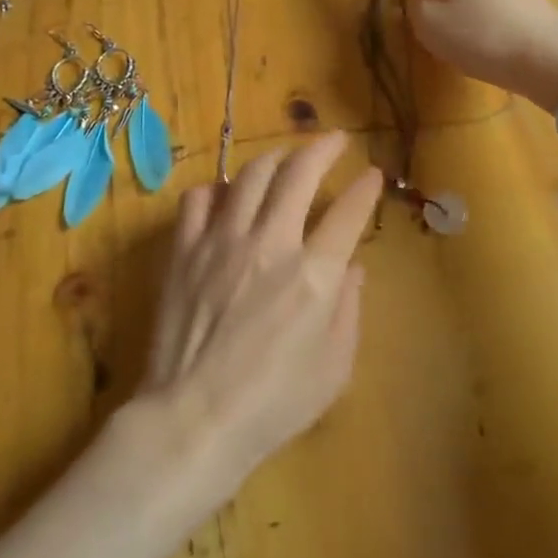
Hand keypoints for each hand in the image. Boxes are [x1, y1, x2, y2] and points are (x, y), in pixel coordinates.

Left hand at [137, 132, 382, 514]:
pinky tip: (223, 196)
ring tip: (284, 156)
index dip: (365, 189)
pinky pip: (197, 200)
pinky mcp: (185, 249)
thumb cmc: (272, 405)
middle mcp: (271, 243)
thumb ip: (348, 311)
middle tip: (334, 139)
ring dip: (273, 158)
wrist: (194, 418)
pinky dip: (214, 190)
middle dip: (322, 148)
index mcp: (314, 275)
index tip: (372, 174)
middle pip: (299, 174)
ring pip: (249, 176)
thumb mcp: (333, 369)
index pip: (348, 213)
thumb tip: (351, 269)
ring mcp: (222, 241)